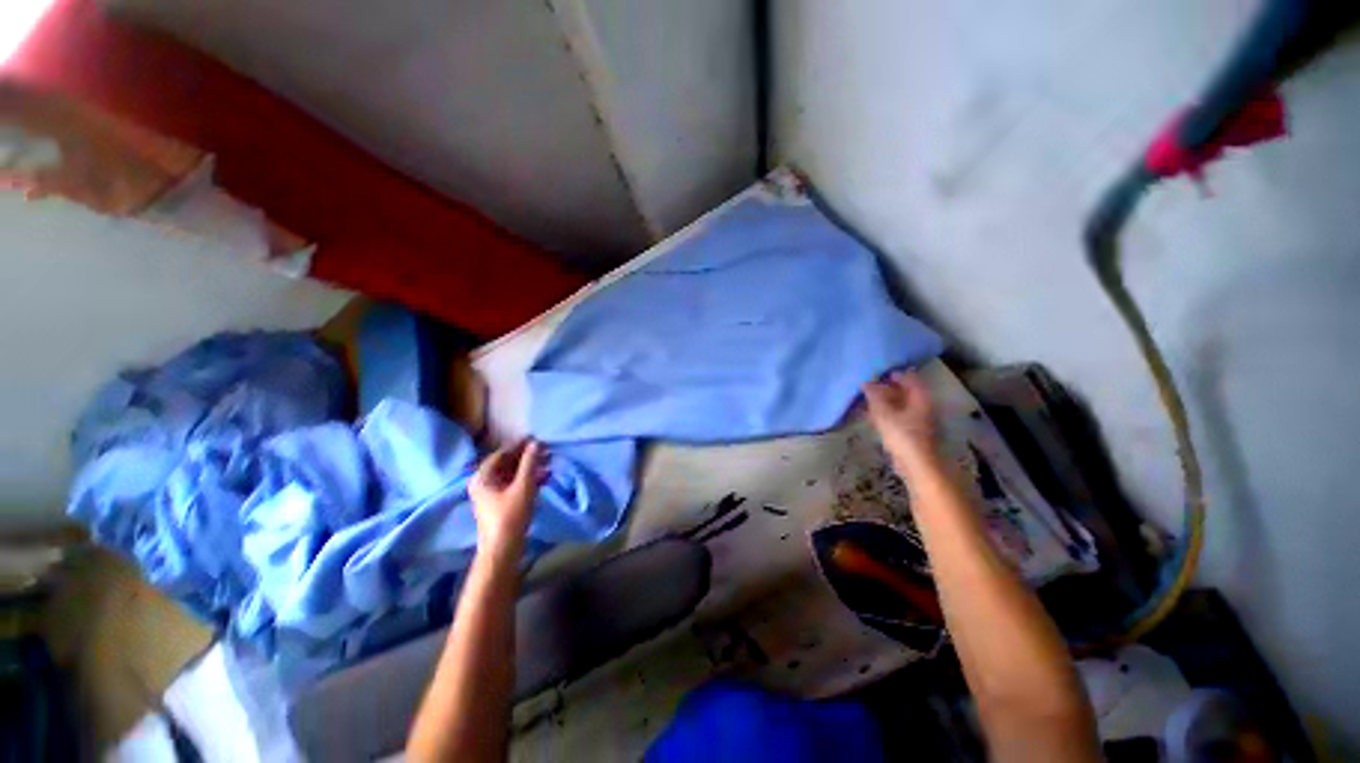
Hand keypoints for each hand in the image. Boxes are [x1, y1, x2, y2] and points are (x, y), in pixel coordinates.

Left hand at [469, 439, 545, 553]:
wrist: (503, 549)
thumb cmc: (511, 515)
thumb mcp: (523, 486)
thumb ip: (530, 463)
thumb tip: (536, 443)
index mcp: (483, 477)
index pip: (501, 454)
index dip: (518, 445)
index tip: (536, 439)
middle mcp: (483, 484)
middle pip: (506, 464)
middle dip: (525, 457)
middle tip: (544, 450)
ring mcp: (491, 495)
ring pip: (511, 475)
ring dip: (528, 468)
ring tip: (547, 462)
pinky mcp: (500, 505)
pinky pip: (514, 485)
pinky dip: (527, 479)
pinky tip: (543, 477)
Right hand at [863, 369, 938, 468]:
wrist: (917, 466)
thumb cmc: (903, 436)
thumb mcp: (884, 413)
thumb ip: (874, 396)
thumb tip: (866, 382)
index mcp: (920, 398)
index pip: (909, 378)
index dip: (893, 373)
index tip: (876, 372)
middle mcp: (923, 406)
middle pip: (905, 391)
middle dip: (886, 388)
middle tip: (867, 386)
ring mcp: (918, 420)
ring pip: (900, 405)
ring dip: (884, 401)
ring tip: (866, 400)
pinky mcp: (912, 433)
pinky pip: (897, 416)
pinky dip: (885, 413)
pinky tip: (872, 417)